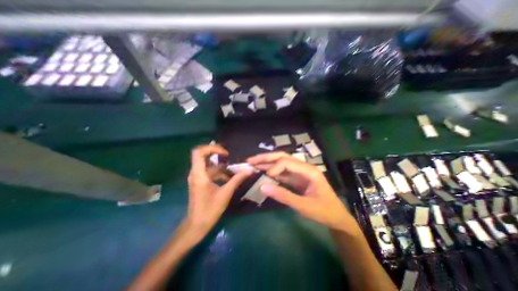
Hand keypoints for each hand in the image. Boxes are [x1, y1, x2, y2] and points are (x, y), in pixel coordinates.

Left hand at [185, 143, 251, 240]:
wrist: (197, 225)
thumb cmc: (210, 210)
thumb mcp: (225, 193)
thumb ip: (237, 180)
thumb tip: (249, 170)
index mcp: (199, 175)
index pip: (198, 152)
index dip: (211, 148)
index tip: (225, 153)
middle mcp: (196, 173)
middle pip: (202, 155)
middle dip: (216, 153)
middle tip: (228, 155)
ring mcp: (197, 177)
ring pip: (207, 164)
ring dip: (220, 164)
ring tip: (232, 167)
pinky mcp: (200, 181)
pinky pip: (209, 171)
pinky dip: (219, 172)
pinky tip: (229, 177)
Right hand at [247, 152, 361, 233]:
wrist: (336, 218)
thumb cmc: (324, 212)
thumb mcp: (304, 206)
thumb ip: (284, 196)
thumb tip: (263, 187)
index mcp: (309, 171)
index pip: (287, 162)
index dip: (274, 168)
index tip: (264, 178)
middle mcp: (304, 167)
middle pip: (283, 157)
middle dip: (266, 158)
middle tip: (251, 160)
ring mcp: (300, 172)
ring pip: (282, 163)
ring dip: (267, 163)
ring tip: (253, 163)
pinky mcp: (297, 178)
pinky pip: (283, 172)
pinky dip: (272, 172)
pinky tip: (263, 172)